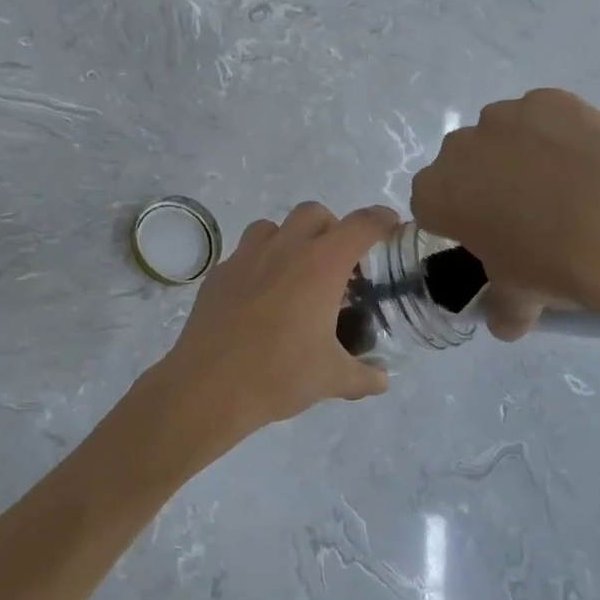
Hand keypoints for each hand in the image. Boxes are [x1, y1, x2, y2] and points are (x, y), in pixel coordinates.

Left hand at [152, 203, 399, 455]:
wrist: (209, 386)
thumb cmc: (279, 375)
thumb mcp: (331, 379)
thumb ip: (364, 376)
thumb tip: (382, 379)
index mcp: (320, 265)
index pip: (360, 226)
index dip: (380, 220)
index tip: (390, 226)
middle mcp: (283, 249)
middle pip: (313, 213)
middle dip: (331, 227)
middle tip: (337, 262)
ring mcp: (245, 257)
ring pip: (272, 226)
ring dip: (290, 238)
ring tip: (295, 273)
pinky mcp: (218, 273)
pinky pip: (243, 253)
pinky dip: (258, 263)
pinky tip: (259, 296)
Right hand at [411, 89, 599, 335]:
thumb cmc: (551, 263)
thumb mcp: (519, 296)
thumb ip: (504, 307)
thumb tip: (507, 324)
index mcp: (434, 195)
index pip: (431, 206)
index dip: (458, 222)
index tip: (487, 239)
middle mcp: (457, 149)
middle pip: (463, 166)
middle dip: (484, 184)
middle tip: (526, 215)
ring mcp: (502, 118)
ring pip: (500, 137)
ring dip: (518, 155)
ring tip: (564, 186)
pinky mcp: (547, 99)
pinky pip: (542, 117)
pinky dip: (557, 134)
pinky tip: (586, 162)